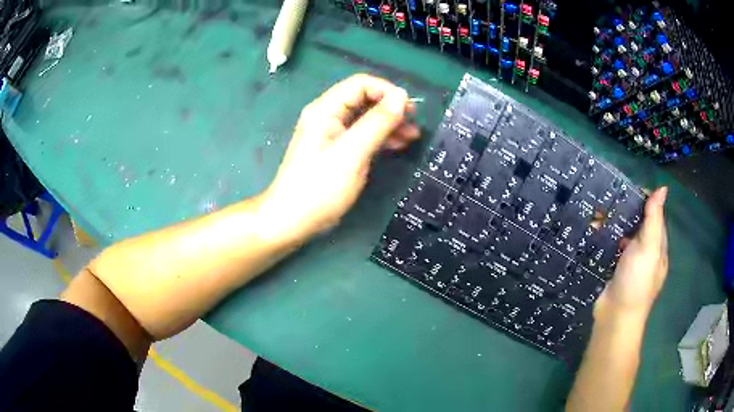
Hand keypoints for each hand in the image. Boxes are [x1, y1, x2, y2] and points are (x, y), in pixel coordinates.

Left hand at [257, 74, 419, 244]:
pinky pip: (362, 135)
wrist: (293, 220)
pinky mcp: (337, 150)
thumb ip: (378, 122)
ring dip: (389, 124)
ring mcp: (332, 134)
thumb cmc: (320, 187)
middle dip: (391, 109)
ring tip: (412, 137)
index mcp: (326, 109)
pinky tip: (397, 145)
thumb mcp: (353, 152)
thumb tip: (401, 96)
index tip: (409, 110)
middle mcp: (328, 116)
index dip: (387, 91)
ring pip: (366, 118)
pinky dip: (381, 137)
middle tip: (414, 124)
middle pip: (364, 99)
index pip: (361, 84)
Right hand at [596, 187, 668, 316]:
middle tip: (609, 198)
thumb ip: (654, 219)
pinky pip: (614, 246)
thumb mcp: (649, 248)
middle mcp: (647, 251)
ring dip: (615, 224)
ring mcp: (631, 261)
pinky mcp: (616, 268)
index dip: (645, 200)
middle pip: (639, 223)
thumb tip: (662, 188)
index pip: (655, 215)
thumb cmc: (636, 281)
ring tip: (599, 211)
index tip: (627, 188)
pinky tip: (596, 231)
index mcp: (658, 246)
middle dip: (627, 210)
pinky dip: (607, 237)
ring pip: (625, 234)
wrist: (615, 317)